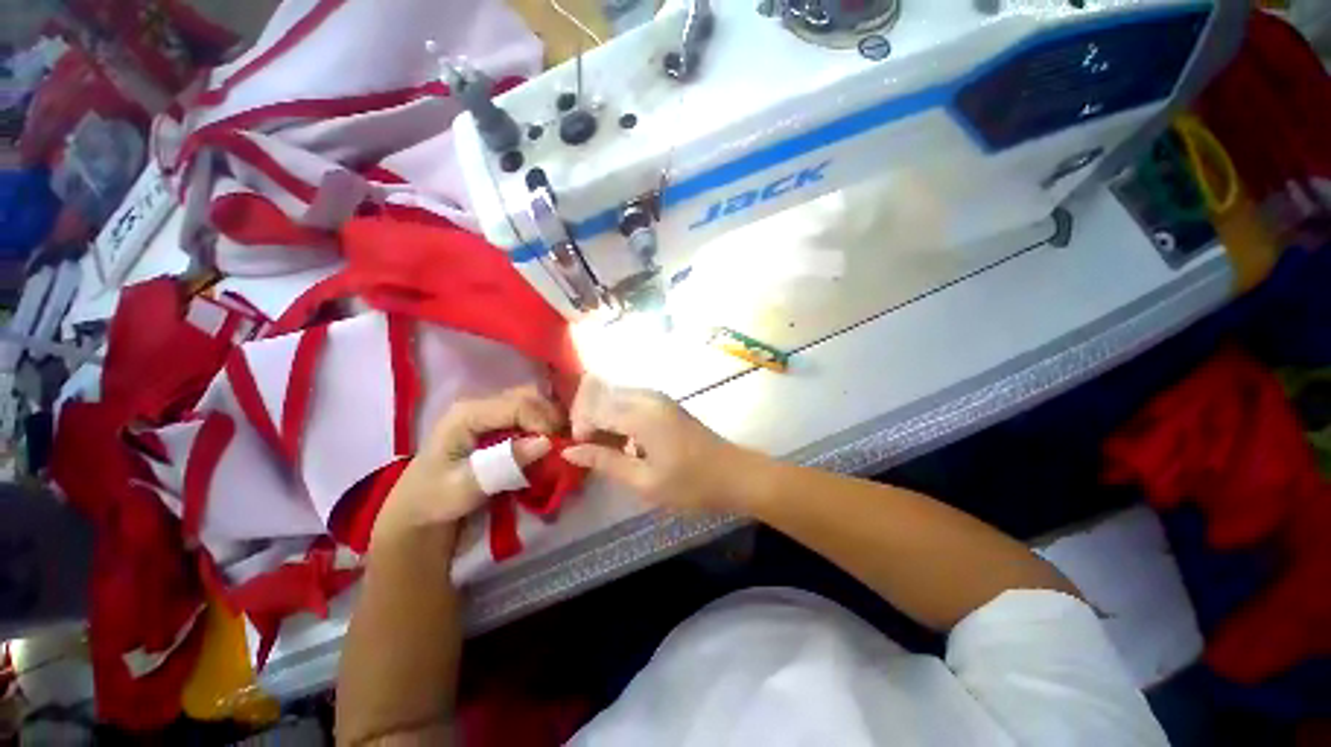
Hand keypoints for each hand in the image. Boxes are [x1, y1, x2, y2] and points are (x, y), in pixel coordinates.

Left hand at [370, 386, 562, 552]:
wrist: (418, 512)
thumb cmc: (435, 500)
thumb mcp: (466, 487)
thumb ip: (504, 464)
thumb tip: (546, 443)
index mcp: (467, 414)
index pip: (518, 405)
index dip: (543, 421)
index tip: (557, 447)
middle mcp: (480, 405)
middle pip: (528, 397)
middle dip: (551, 417)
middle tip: (564, 442)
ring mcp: (489, 413)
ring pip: (532, 402)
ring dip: (549, 419)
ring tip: (559, 442)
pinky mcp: (496, 424)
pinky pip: (528, 414)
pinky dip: (543, 425)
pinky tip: (549, 441)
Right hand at [561, 377, 763, 513]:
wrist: (735, 475)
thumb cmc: (690, 484)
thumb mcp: (644, 481)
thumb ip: (605, 462)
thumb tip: (569, 451)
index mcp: (641, 414)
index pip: (594, 409)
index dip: (581, 429)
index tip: (582, 454)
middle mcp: (648, 397)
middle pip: (604, 397)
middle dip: (591, 421)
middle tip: (594, 453)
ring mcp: (660, 398)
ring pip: (618, 399)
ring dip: (607, 420)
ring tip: (610, 450)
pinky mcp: (667, 404)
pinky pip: (633, 402)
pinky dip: (622, 418)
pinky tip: (629, 444)